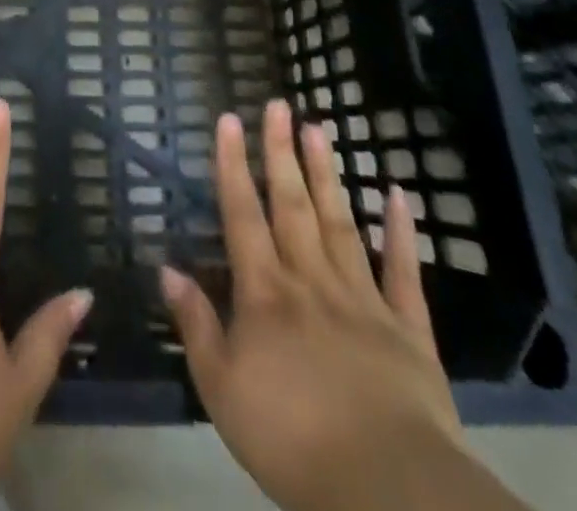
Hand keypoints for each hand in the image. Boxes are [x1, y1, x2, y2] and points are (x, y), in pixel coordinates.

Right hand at [161, 101, 471, 510]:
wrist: (388, 488)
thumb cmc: (292, 439)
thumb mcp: (221, 391)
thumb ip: (196, 326)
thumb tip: (167, 269)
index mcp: (265, 293)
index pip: (242, 214)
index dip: (232, 164)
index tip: (229, 119)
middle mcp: (310, 280)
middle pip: (292, 205)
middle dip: (281, 152)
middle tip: (279, 104)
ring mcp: (362, 299)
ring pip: (340, 223)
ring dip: (327, 174)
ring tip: (319, 128)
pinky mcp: (408, 328)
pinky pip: (403, 272)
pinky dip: (401, 232)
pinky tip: (397, 194)